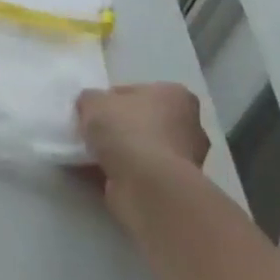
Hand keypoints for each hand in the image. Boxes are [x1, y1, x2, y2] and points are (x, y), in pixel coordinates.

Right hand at [74, 83, 208, 214]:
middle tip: (93, 134)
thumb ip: (91, 99)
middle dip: (120, 128)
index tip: (93, 112)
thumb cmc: (126, 131)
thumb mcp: (93, 101)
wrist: (147, 186)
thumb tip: (92, 106)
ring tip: (90, 156)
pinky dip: (122, 173)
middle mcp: (189, 125)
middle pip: (144, 122)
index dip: (111, 101)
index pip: (137, 92)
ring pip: (143, 149)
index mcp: (176, 96)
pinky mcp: (175, 186)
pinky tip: (98, 173)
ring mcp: (186, 160)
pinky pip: (141, 172)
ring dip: (121, 153)